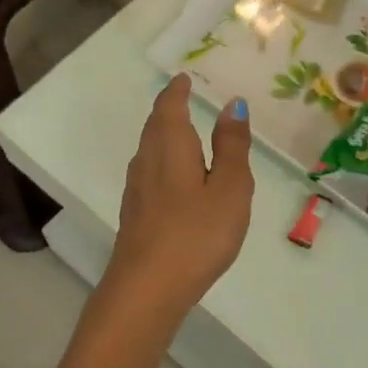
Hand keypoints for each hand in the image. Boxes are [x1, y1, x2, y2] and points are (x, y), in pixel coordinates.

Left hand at [106, 75, 254, 313]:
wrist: (147, 288)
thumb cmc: (197, 234)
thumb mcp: (229, 188)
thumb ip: (232, 147)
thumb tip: (232, 104)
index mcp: (171, 147)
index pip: (170, 107)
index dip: (178, 91)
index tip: (184, 79)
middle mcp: (147, 161)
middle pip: (155, 126)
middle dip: (168, 110)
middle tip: (184, 99)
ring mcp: (136, 189)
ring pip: (148, 150)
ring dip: (163, 134)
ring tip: (182, 132)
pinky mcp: (135, 214)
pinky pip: (149, 172)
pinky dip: (162, 161)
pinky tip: (174, 178)